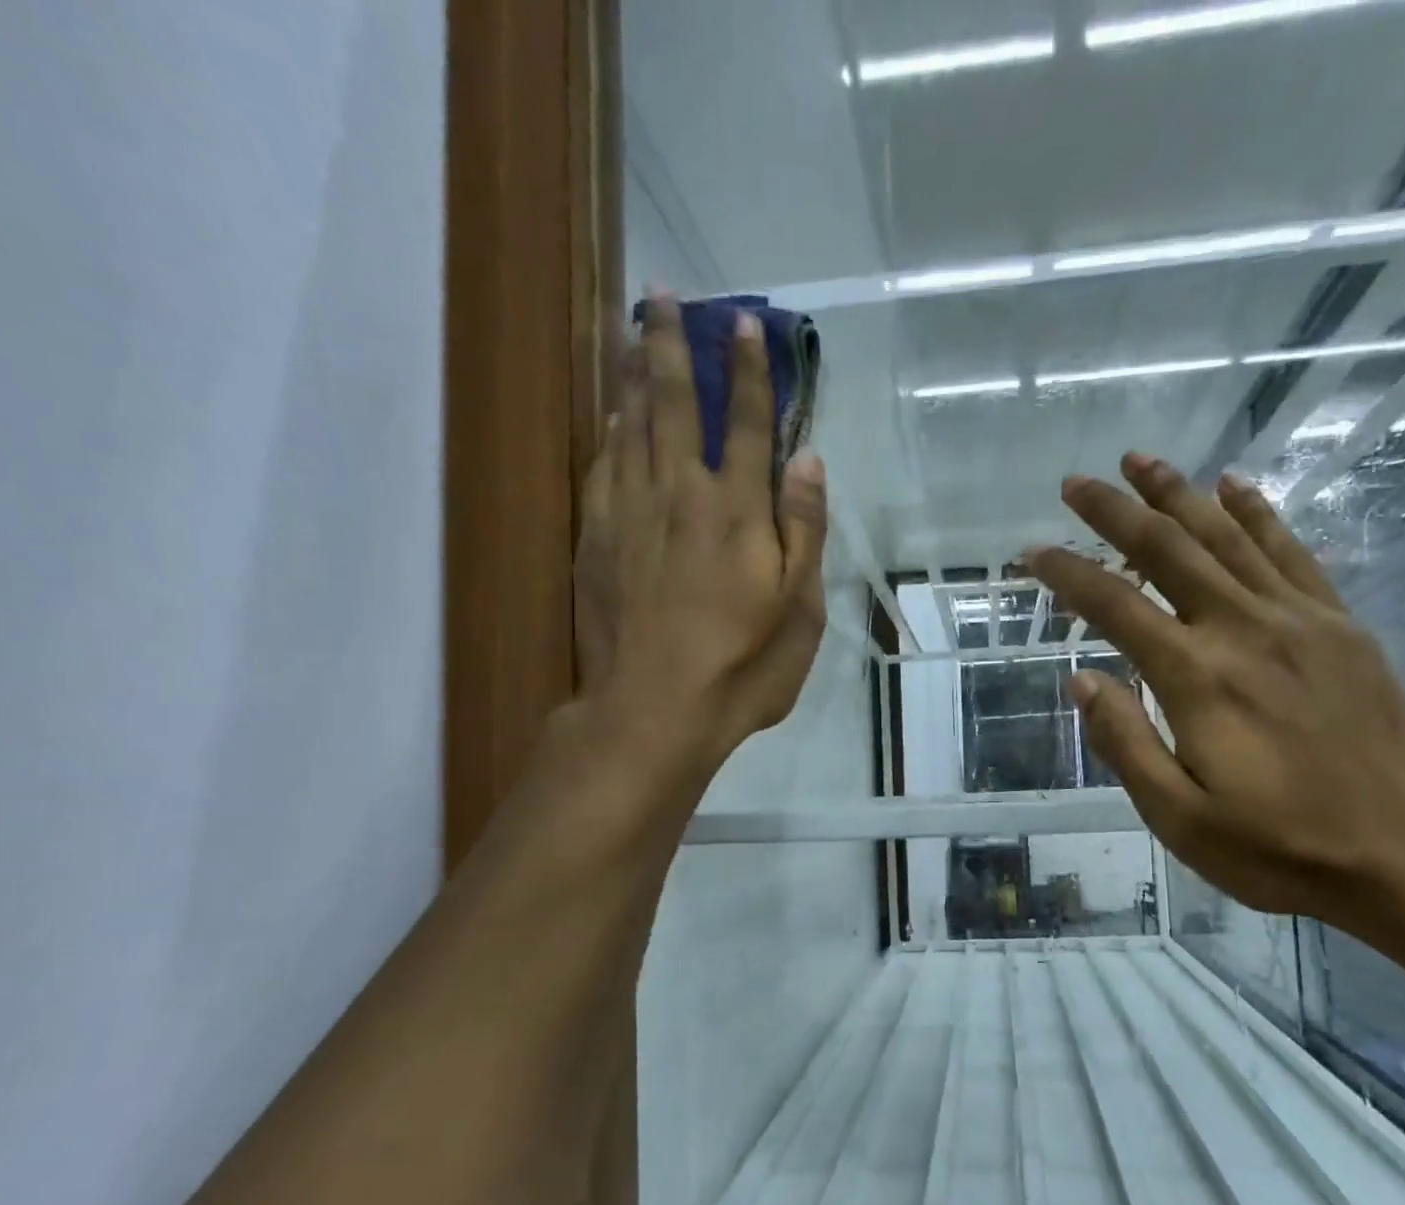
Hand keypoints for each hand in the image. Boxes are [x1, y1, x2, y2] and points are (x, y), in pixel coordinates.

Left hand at [569, 296, 827, 774]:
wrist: (653, 711)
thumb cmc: (742, 667)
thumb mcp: (800, 610)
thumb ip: (804, 531)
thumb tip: (808, 461)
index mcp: (737, 511)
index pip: (748, 423)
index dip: (750, 371)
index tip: (744, 324)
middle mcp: (680, 494)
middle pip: (675, 403)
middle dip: (672, 344)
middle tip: (662, 293)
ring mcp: (629, 514)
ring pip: (630, 425)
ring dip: (634, 372)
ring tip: (631, 330)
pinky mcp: (596, 539)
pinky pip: (602, 465)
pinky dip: (609, 430)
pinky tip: (612, 414)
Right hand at [1025, 453, 1404, 926]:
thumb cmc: (1280, 847)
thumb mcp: (1179, 817)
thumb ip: (1125, 743)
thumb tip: (1082, 678)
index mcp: (1196, 678)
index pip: (1115, 607)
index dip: (1068, 574)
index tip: (1033, 553)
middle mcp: (1243, 630)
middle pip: (1168, 550)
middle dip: (1117, 511)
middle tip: (1077, 482)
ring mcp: (1299, 620)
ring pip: (1227, 537)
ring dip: (1178, 494)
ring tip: (1141, 460)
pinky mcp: (1340, 626)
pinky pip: (1291, 552)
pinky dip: (1257, 513)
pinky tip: (1234, 486)